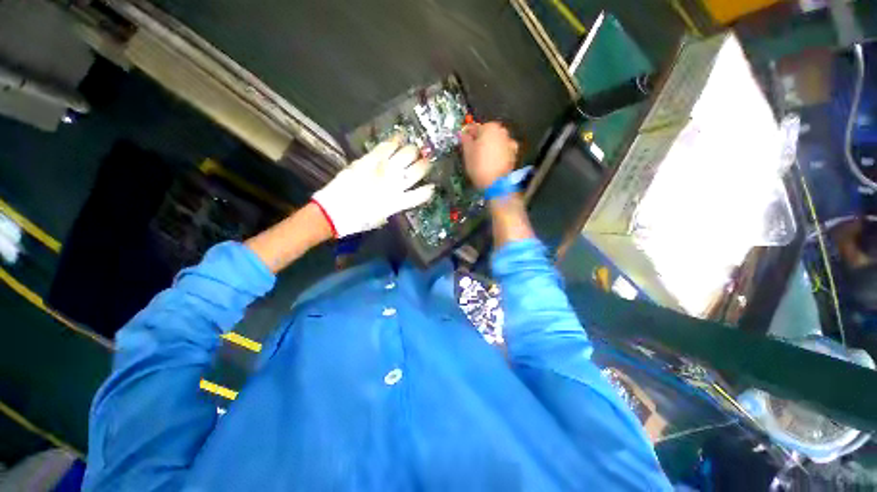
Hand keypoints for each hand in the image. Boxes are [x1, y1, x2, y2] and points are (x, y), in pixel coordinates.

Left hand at [312, 136, 434, 237]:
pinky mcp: (370, 160)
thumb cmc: (358, 220)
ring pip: (407, 154)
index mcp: (400, 202)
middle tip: (425, 161)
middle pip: (418, 170)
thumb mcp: (381, 218)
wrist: (334, 211)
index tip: (431, 186)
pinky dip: (395, 140)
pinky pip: (386, 146)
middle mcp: (396, 184)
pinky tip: (400, 137)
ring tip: (414, 149)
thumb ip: (393, 207)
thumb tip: (399, 198)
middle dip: (425, 165)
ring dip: (413, 151)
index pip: (422, 194)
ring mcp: (383, 170)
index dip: (429, 190)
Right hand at [460, 122, 518, 189]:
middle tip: (473, 150)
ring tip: (482, 157)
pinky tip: (492, 161)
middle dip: (480, 140)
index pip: (475, 127)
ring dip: (490, 146)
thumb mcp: (467, 152)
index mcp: (490, 127)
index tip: (464, 140)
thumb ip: (465, 139)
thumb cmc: (479, 166)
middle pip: (487, 133)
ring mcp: (509, 142)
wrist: (495, 183)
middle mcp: (502, 131)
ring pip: (496, 141)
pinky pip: (503, 150)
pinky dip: (498, 153)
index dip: (468, 135)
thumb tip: (464, 135)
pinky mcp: (513, 154)